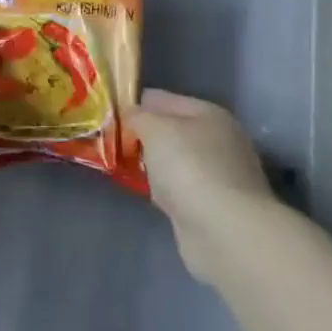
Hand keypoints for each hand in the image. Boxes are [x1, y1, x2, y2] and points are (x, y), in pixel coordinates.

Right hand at [127, 87, 273, 282]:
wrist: (225, 232)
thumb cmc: (189, 167)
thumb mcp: (153, 128)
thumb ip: (136, 116)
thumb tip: (131, 116)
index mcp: (209, 113)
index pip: (161, 98)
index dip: (133, 104)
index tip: (106, 117)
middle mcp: (220, 140)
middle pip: (170, 130)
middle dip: (142, 136)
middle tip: (111, 143)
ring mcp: (222, 175)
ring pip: (174, 160)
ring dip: (153, 164)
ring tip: (123, 167)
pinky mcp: (217, 207)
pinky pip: (180, 188)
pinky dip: (165, 189)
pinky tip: (148, 193)